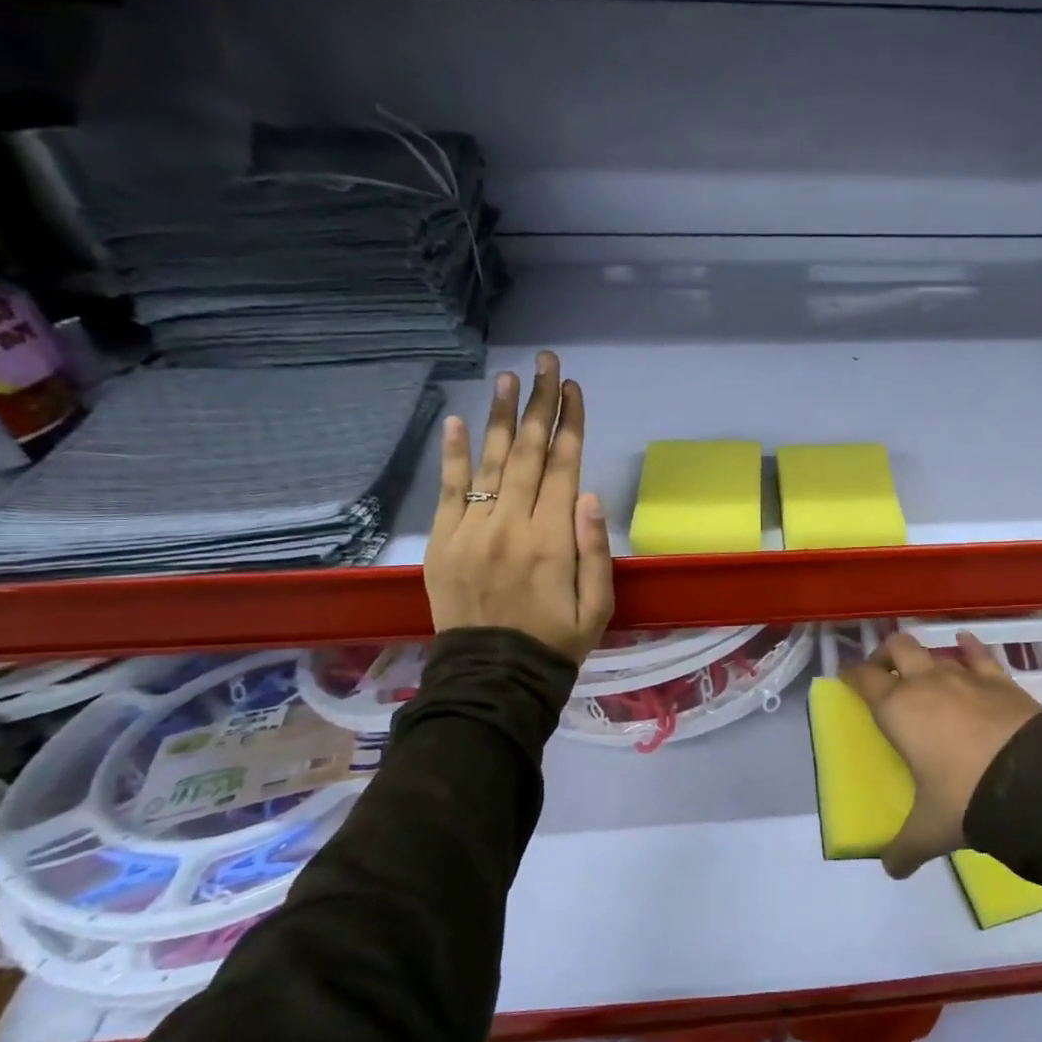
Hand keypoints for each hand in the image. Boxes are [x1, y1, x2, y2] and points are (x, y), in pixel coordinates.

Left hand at [425, 351, 614, 661]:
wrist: (493, 678)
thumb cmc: (556, 642)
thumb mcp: (597, 606)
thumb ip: (595, 551)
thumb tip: (590, 495)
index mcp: (553, 540)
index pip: (564, 467)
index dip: (571, 424)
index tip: (574, 388)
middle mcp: (512, 525)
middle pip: (530, 453)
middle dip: (541, 404)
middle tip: (546, 363)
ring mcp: (472, 530)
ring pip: (491, 462)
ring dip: (502, 417)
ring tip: (509, 378)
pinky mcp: (444, 541)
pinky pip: (449, 490)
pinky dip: (453, 455)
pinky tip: (457, 422)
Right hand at [843, 632, 1041, 877]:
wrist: (1032, 780)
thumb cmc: (964, 797)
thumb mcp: (929, 829)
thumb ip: (905, 848)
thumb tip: (892, 870)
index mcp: (898, 709)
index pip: (863, 678)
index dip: (851, 675)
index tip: (847, 679)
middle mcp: (926, 683)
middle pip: (897, 647)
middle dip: (885, 655)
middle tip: (883, 674)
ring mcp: (965, 676)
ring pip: (935, 650)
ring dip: (924, 655)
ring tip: (923, 669)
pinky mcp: (1000, 680)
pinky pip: (979, 654)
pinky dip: (969, 647)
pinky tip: (965, 644)